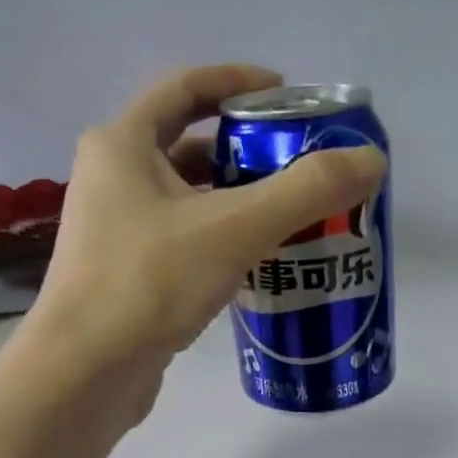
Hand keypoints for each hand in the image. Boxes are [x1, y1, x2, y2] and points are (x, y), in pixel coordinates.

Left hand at [20, 64, 385, 387]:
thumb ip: (305, 191)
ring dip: (236, 202)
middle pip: (188, 146)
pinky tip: (256, 266)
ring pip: (187, 201)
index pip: (185, 88)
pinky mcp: (127, 278)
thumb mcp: (235, 229)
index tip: (287, 95)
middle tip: (300, 167)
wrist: (85, 373)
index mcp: (123, 145)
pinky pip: (183, 243)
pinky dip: (220, 242)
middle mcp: (111, 179)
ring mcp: (115, 232)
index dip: (238, 84)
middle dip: (246, 152)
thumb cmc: (149, 284)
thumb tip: (372, 161)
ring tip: (290, 217)